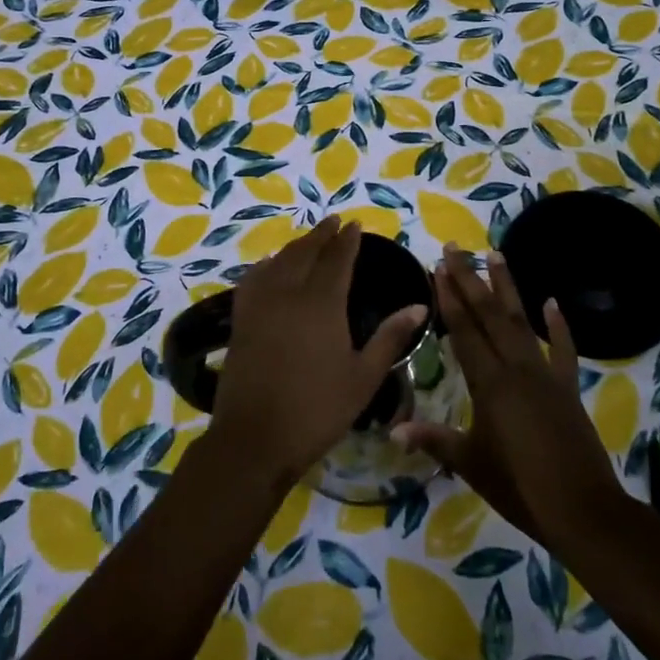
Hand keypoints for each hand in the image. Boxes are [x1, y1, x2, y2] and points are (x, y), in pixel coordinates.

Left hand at [209, 218, 427, 488]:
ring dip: (296, 245)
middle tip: (334, 221)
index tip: (355, 224)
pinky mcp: (241, 319)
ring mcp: (260, 304)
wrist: (254, 438)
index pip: (337, 259)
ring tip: (309, 239)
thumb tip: (418, 305)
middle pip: (306, 252)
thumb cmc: (317, 410)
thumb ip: (390, 337)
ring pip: (279, 260)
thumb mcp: (363, 378)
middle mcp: (289, 293)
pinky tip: (270, 265)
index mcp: (322, 303)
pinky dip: (266, 264)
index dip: (347, 240)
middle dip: (322, 234)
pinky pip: (253, 278)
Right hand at [393, 246, 623, 549]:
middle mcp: (516, 368)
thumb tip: (393, 429)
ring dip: (507, 288)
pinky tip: (552, 302)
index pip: (464, 331)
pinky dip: (560, 326)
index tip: (437, 267)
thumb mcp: (470, 463)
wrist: (582, 510)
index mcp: (489, 383)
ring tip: (496, 255)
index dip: (449, 298)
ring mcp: (545, 375)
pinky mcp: (568, 388)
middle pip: (489, 315)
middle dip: (470, 280)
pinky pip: (564, 350)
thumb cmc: (519, 487)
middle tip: (456, 248)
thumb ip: (433, 440)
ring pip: (521, 322)